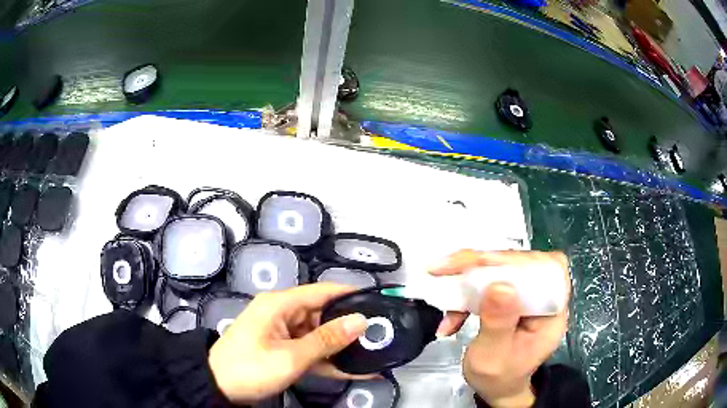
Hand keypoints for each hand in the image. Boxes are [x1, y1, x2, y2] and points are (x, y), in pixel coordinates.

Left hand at [208, 283, 371, 403]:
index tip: (378, 303)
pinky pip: (311, 349)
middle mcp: (283, 313)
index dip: (350, 295)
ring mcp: (283, 332)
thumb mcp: (290, 357)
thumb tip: (360, 320)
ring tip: (373, 353)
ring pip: (319, 334)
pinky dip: (328, 360)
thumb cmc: (250, 368)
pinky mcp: (283, 348)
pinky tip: (353, 370)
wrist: (218, 387)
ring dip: (341, 347)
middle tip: (381, 335)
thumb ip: (326, 340)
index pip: (322, 291)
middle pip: (323, 314)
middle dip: (350, 326)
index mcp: (280, 304)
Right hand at [431, 250, 569, 407]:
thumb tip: (500, 286)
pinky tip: (453, 307)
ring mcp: (529, 296)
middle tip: (448, 267)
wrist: (497, 388)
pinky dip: (468, 289)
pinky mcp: (514, 297)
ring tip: (443, 280)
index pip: (545, 269)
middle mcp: (545, 297)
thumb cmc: (498, 377)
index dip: (515, 261)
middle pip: (520, 263)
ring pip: (504, 268)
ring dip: (470, 274)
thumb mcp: (494, 356)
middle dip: (483, 264)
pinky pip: (493, 280)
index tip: (480, 264)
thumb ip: (498, 323)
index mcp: (552, 312)